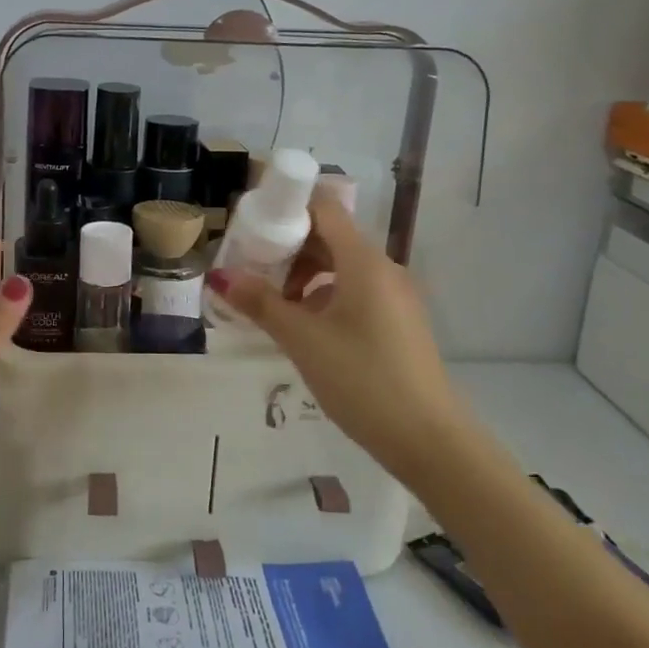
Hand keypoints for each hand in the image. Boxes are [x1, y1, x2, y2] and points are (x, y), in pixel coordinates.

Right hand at [207, 196, 458, 458]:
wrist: (429, 440)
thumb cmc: (362, 379)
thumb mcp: (303, 340)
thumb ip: (260, 303)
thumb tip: (219, 276)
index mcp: (364, 261)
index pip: (324, 208)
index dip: (287, 206)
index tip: (251, 223)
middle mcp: (383, 269)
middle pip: (330, 237)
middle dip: (288, 247)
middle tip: (250, 267)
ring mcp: (395, 296)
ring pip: (341, 267)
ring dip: (304, 275)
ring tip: (272, 304)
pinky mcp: (398, 321)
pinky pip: (355, 291)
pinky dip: (324, 296)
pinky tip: (303, 328)